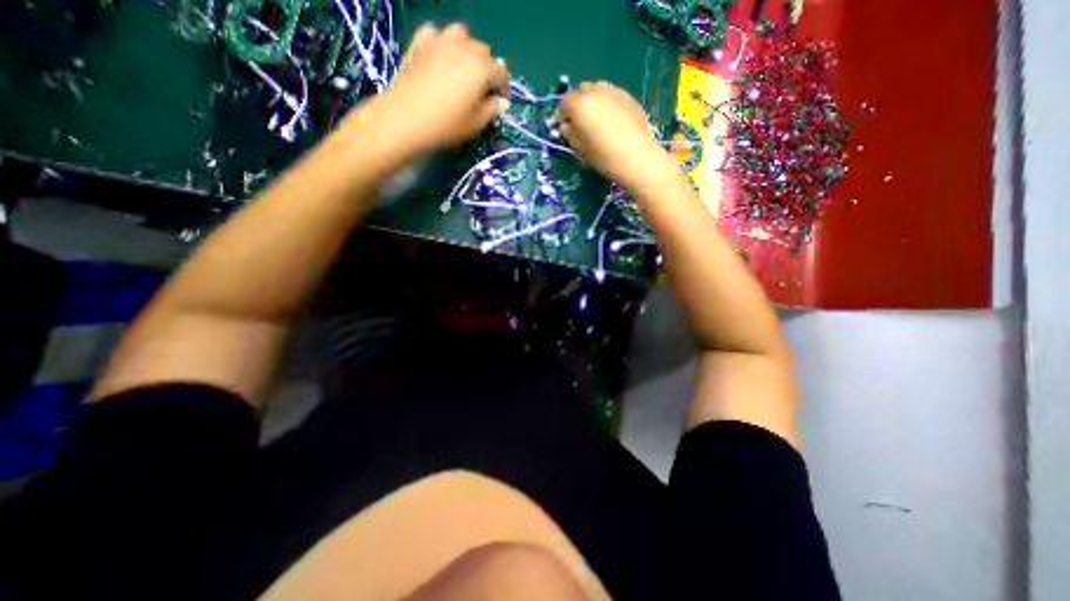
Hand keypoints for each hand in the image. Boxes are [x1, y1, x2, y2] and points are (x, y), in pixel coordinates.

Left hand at [352, 22, 509, 153]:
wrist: (407, 117)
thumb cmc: (447, 124)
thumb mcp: (475, 123)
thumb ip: (491, 110)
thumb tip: (500, 102)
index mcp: (482, 69)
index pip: (501, 72)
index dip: (502, 88)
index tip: (498, 102)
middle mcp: (465, 48)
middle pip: (483, 52)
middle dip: (486, 69)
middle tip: (480, 90)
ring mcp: (441, 41)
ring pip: (462, 36)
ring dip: (466, 50)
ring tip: (462, 69)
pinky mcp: (421, 42)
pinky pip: (436, 34)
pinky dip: (442, 43)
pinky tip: (440, 58)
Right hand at [556, 81, 669, 189]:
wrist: (636, 157)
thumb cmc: (603, 156)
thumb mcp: (580, 148)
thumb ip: (569, 133)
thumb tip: (567, 125)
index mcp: (579, 105)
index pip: (564, 104)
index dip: (562, 116)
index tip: (564, 127)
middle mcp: (595, 92)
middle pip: (581, 91)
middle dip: (577, 104)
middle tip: (579, 122)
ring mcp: (614, 91)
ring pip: (597, 89)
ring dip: (592, 100)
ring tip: (596, 118)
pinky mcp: (628, 97)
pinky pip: (611, 95)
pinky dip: (606, 103)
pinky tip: (611, 119)